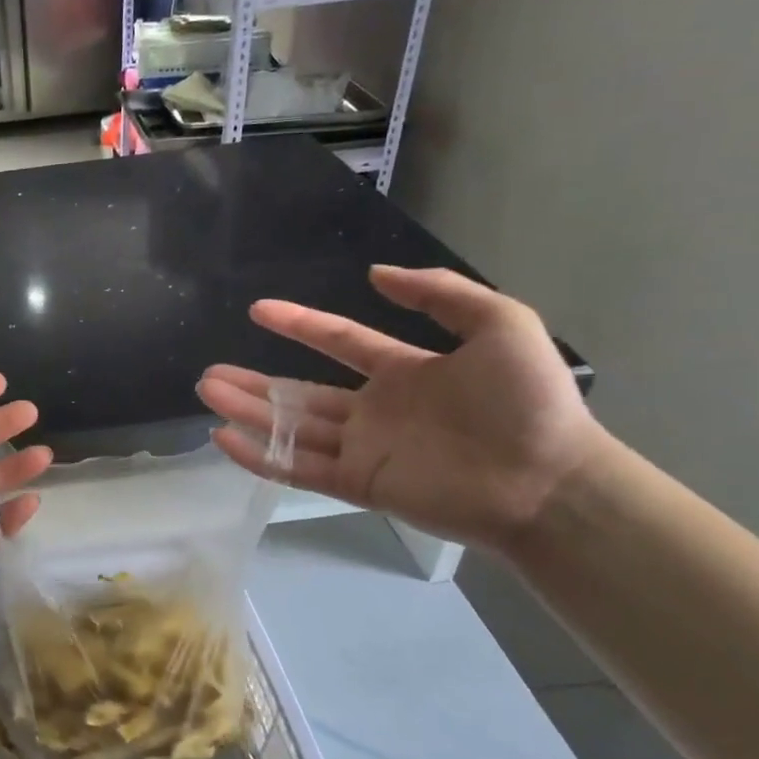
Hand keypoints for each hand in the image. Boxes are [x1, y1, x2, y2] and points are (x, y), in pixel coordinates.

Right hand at [198, 266, 601, 551]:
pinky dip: (260, 456)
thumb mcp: (500, 324)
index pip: (338, 342)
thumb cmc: (528, 401)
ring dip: (247, 412)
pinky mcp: (358, 484)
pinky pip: (298, 468)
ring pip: (291, 428)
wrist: (551, 482)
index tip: (259, 310)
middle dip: (254, 382)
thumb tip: (376, 274)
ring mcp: (363, 449)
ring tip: (207, 395)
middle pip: (300, 392)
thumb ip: (441, 293)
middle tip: (210, 373)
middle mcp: (374, 409)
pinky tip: (225, 438)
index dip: (299, 324)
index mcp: (403, 372)